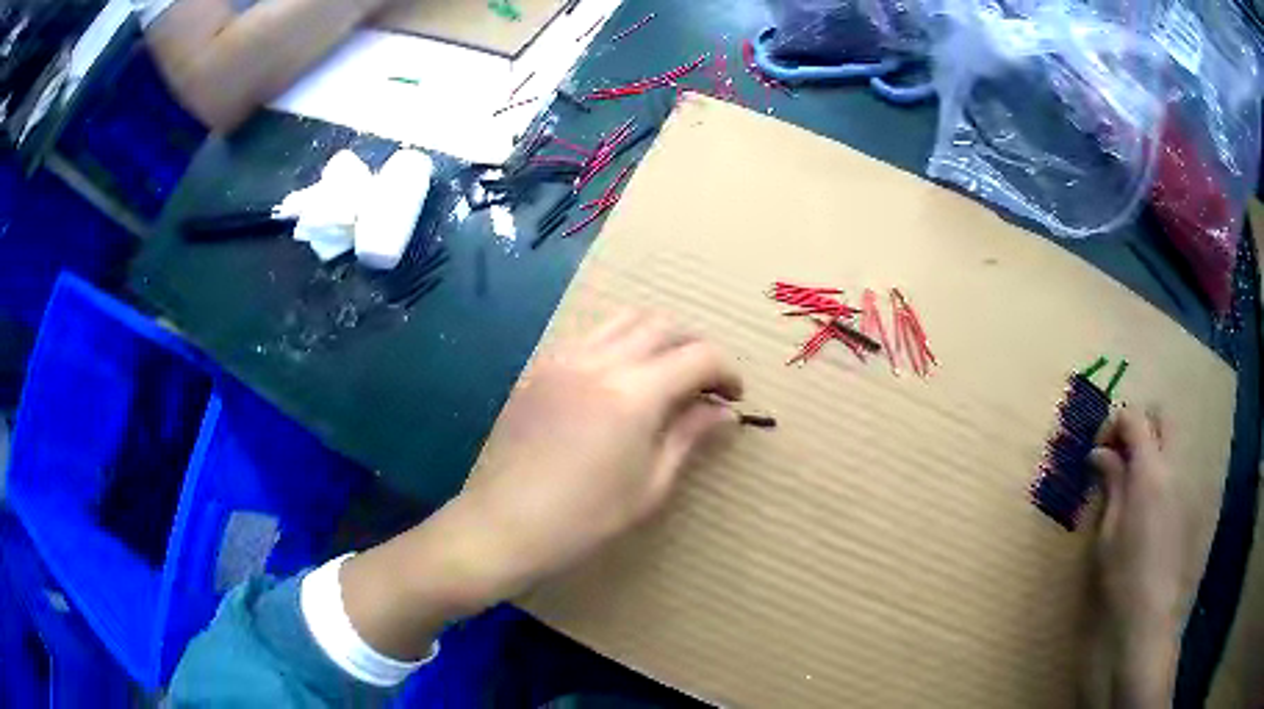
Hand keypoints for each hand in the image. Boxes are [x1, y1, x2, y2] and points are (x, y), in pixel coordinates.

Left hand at [456, 310, 743, 596]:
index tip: (734, 397)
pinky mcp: (540, 367)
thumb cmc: (584, 518)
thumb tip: (724, 411)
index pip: (698, 356)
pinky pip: (591, 336)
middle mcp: (599, 360)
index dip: (726, 371)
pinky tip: (620, 381)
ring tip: (666, 375)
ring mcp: (564, 358)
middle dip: (694, 346)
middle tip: (705, 384)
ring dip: (657, 337)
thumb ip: (689, 435)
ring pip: (624, 320)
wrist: (505, 524)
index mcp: (633, 392)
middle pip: (662, 325)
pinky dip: (619, 343)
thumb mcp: (650, 484)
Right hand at [1089, 408, 1183, 707]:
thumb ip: (1111, 484)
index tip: (1097, 451)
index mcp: (1150, 471)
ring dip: (1151, 449)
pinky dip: (1160, 472)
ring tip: (1129, 484)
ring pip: (1172, 442)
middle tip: (1118, 455)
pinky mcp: (1188, 504)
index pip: (1135, 419)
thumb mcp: (1108, 531)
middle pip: (1162, 417)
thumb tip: (1100, 454)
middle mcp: (1173, 467)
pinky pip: (1176, 469)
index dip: (1114, 424)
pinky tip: (1144, 508)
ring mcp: (1185, 484)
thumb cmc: (1122, 576)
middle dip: (1140, 425)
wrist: (1149, 616)